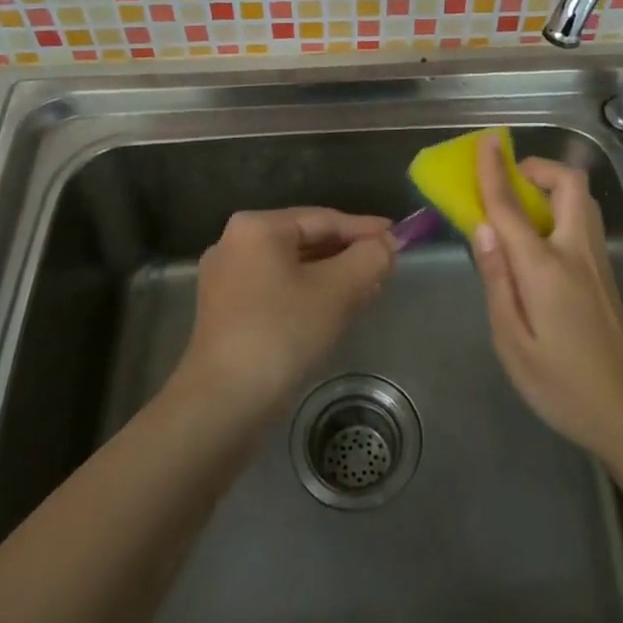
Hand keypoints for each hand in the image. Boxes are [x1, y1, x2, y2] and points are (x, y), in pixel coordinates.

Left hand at [179, 208, 395, 420]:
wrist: (223, 403)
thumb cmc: (282, 333)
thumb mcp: (337, 291)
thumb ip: (369, 258)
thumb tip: (387, 244)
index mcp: (257, 228)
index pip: (323, 218)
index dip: (365, 229)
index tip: (398, 238)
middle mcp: (235, 244)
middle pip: (306, 240)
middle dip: (348, 254)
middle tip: (385, 265)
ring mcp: (226, 279)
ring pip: (292, 267)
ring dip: (332, 275)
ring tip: (368, 287)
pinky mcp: (226, 311)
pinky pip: (277, 289)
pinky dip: (308, 293)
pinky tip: (335, 308)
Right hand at [469, 135, 622, 457]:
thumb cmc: (561, 386)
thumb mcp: (512, 342)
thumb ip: (496, 280)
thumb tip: (482, 228)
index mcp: (546, 268)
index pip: (513, 207)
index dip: (495, 171)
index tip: (485, 141)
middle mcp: (577, 252)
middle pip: (569, 184)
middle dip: (538, 168)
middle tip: (508, 183)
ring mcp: (597, 262)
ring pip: (581, 200)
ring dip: (551, 187)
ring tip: (519, 210)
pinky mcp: (606, 275)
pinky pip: (582, 222)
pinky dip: (559, 209)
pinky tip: (538, 242)